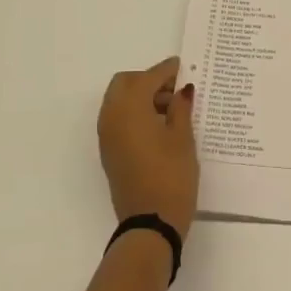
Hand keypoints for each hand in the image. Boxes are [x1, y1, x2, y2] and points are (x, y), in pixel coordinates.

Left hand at [98, 56, 199, 240]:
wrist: (150, 223)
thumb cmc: (171, 176)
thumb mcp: (183, 138)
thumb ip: (181, 108)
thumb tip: (182, 90)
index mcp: (130, 108)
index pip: (147, 77)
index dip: (166, 70)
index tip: (182, 67)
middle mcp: (112, 117)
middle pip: (125, 83)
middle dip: (148, 80)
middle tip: (175, 90)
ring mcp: (107, 136)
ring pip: (119, 101)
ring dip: (141, 97)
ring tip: (171, 110)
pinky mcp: (109, 152)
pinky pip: (118, 119)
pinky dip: (135, 113)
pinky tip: (159, 126)